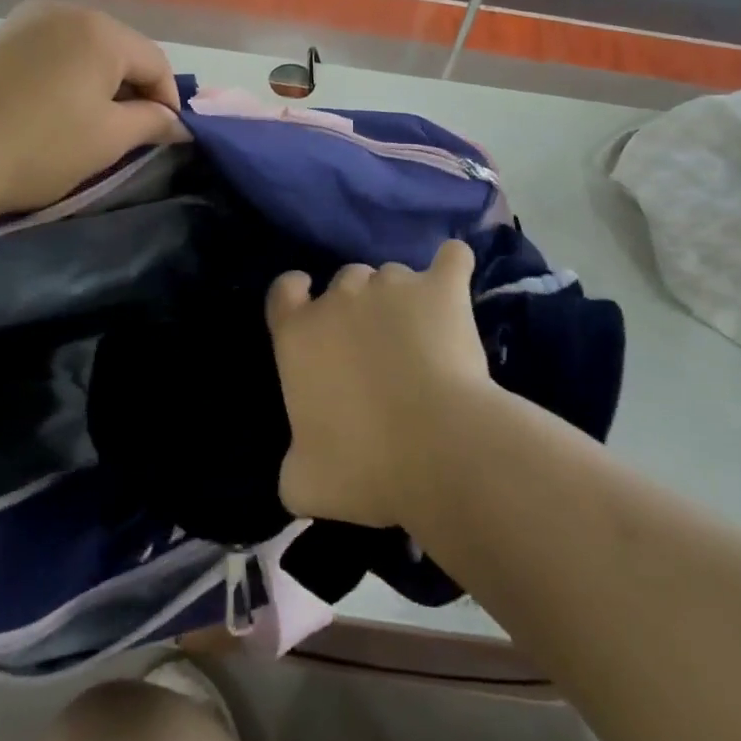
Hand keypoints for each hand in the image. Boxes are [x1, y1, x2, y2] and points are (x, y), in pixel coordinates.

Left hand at [0, 0, 187, 223]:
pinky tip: (42, 109)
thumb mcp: (107, 140)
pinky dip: (57, 77)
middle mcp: (64, 11)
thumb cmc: (37, 147)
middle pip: (117, 50)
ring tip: (84, 122)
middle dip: (129, 89)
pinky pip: (43, 52)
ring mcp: (21, 19)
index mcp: (100, 31)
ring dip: (93, 82)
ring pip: (79, 49)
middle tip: (126, 131)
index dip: (167, 102)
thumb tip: (178, 123)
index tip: (164, 137)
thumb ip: (152, 123)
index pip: (155, 62)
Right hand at [265, 241, 496, 528]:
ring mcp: (392, 285)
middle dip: (357, 306)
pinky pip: (451, 259)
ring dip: (402, 298)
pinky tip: (457, 278)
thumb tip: (301, 463)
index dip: (296, 293)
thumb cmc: (365, 467)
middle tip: (378, 347)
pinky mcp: (441, 288)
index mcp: (299, 334)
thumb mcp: (305, 482)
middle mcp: (340, 296)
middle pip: (345, 281)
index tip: (309, 303)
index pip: (284, 290)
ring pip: (393, 275)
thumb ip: (294, 459)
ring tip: (425, 336)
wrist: (439, 448)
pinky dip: (453, 265)